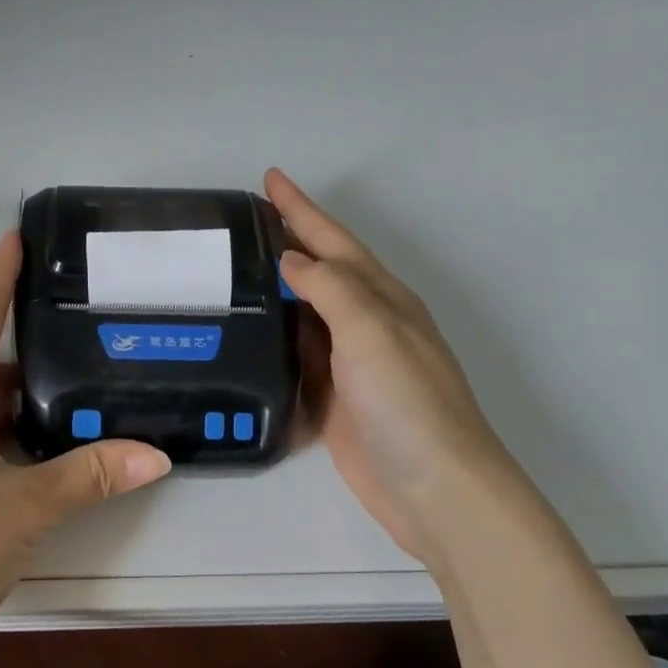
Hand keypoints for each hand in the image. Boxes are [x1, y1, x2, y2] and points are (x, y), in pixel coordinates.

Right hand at [266, 168, 522, 559]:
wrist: (435, 489)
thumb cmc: (408, 403)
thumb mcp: (372, 332)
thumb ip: (331, 289)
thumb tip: (291, 260)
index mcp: (380, 298)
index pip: (332, 240)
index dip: (300, 208)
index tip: (269, 178)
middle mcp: (365, 323)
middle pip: (318, 270)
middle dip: (286, 239)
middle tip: (241, 220)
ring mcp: (349, 363)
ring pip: (304, 312)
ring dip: (274, 288)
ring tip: (232, 270)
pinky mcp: (332, 398)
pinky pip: (296, 356)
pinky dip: (273, 339)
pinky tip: (247, 336)